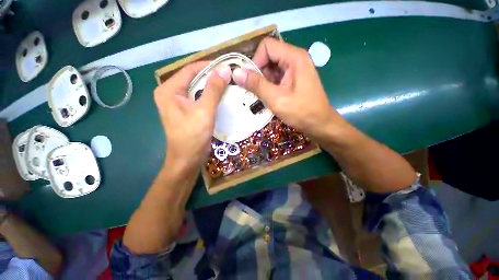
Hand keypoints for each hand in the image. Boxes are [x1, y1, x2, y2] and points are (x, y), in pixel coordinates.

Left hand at [153, 62, 231, 168]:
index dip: (209, 66)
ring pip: (197, 88)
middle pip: (193, 78)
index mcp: (169, 89)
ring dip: (212, 86)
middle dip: (211, 76)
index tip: (226, 66)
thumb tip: (224, 69)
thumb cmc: (193, 136)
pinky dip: (209, 96)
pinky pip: (198, 98)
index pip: (190, 69)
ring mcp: (178, 102)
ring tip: (228, 84)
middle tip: (229, 76)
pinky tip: (220, 96)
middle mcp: (171, 93)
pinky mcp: (185, 111)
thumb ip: (214, 89)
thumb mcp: (204, 111)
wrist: (187, 159)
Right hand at [233, 38, 343, 139]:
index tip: (251, 80)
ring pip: (272, 68)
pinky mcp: (294, 80)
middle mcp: (295, 59)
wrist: (319, 124)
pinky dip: (269, 86)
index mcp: (294, 57)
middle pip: (269, 57)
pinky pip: (277, 77)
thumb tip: (236, 73)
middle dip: (258, 73)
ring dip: (263, 81)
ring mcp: (295, 70)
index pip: (267, 46)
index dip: (256, 61)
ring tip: (261, 96)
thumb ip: (256, 85)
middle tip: (255, 91)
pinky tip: (268, 98)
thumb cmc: (301, 112)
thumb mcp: (276, 99)